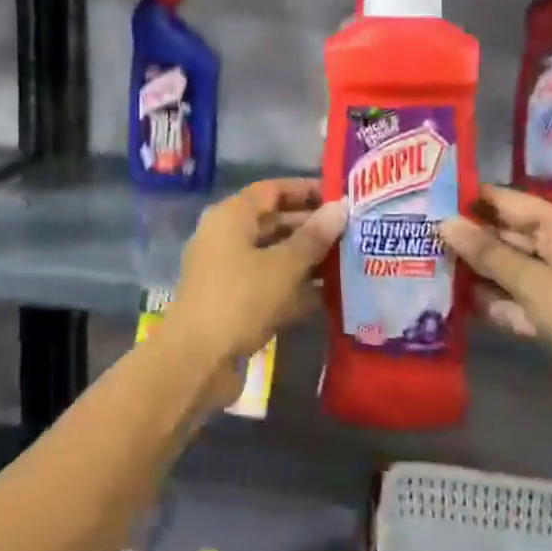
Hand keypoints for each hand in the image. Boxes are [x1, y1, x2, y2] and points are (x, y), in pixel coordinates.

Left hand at [155, 179, 345, 407]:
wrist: (197, 360)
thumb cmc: (239, 299)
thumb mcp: (282, 266)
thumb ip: (313, 238)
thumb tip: (341, 208)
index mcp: (230, 217)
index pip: (271, 191)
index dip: (306, 190)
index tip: (342, 196)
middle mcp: (227, 239)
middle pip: (274, 223)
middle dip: (313, 227)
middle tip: (355, 230)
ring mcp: (230, 273)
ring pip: (275, 257)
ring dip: (310, 260)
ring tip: (353, 260)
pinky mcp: (236, 304)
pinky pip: (272, 287)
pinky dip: (298, 289)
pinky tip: (334, 295)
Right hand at [439, 187, 551, 465]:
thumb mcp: (537, 282)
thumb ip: (489, 254)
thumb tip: (444, 222)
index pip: (513, 202)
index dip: (474, 198)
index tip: (429, 194)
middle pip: (507, 237)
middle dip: (468, 236)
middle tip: (416, 231)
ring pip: (505, 272)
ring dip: (473, 272)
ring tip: (422, 262)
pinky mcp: (549, 323)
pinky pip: (510, 304)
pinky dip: (487, 303)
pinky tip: (448, 300)